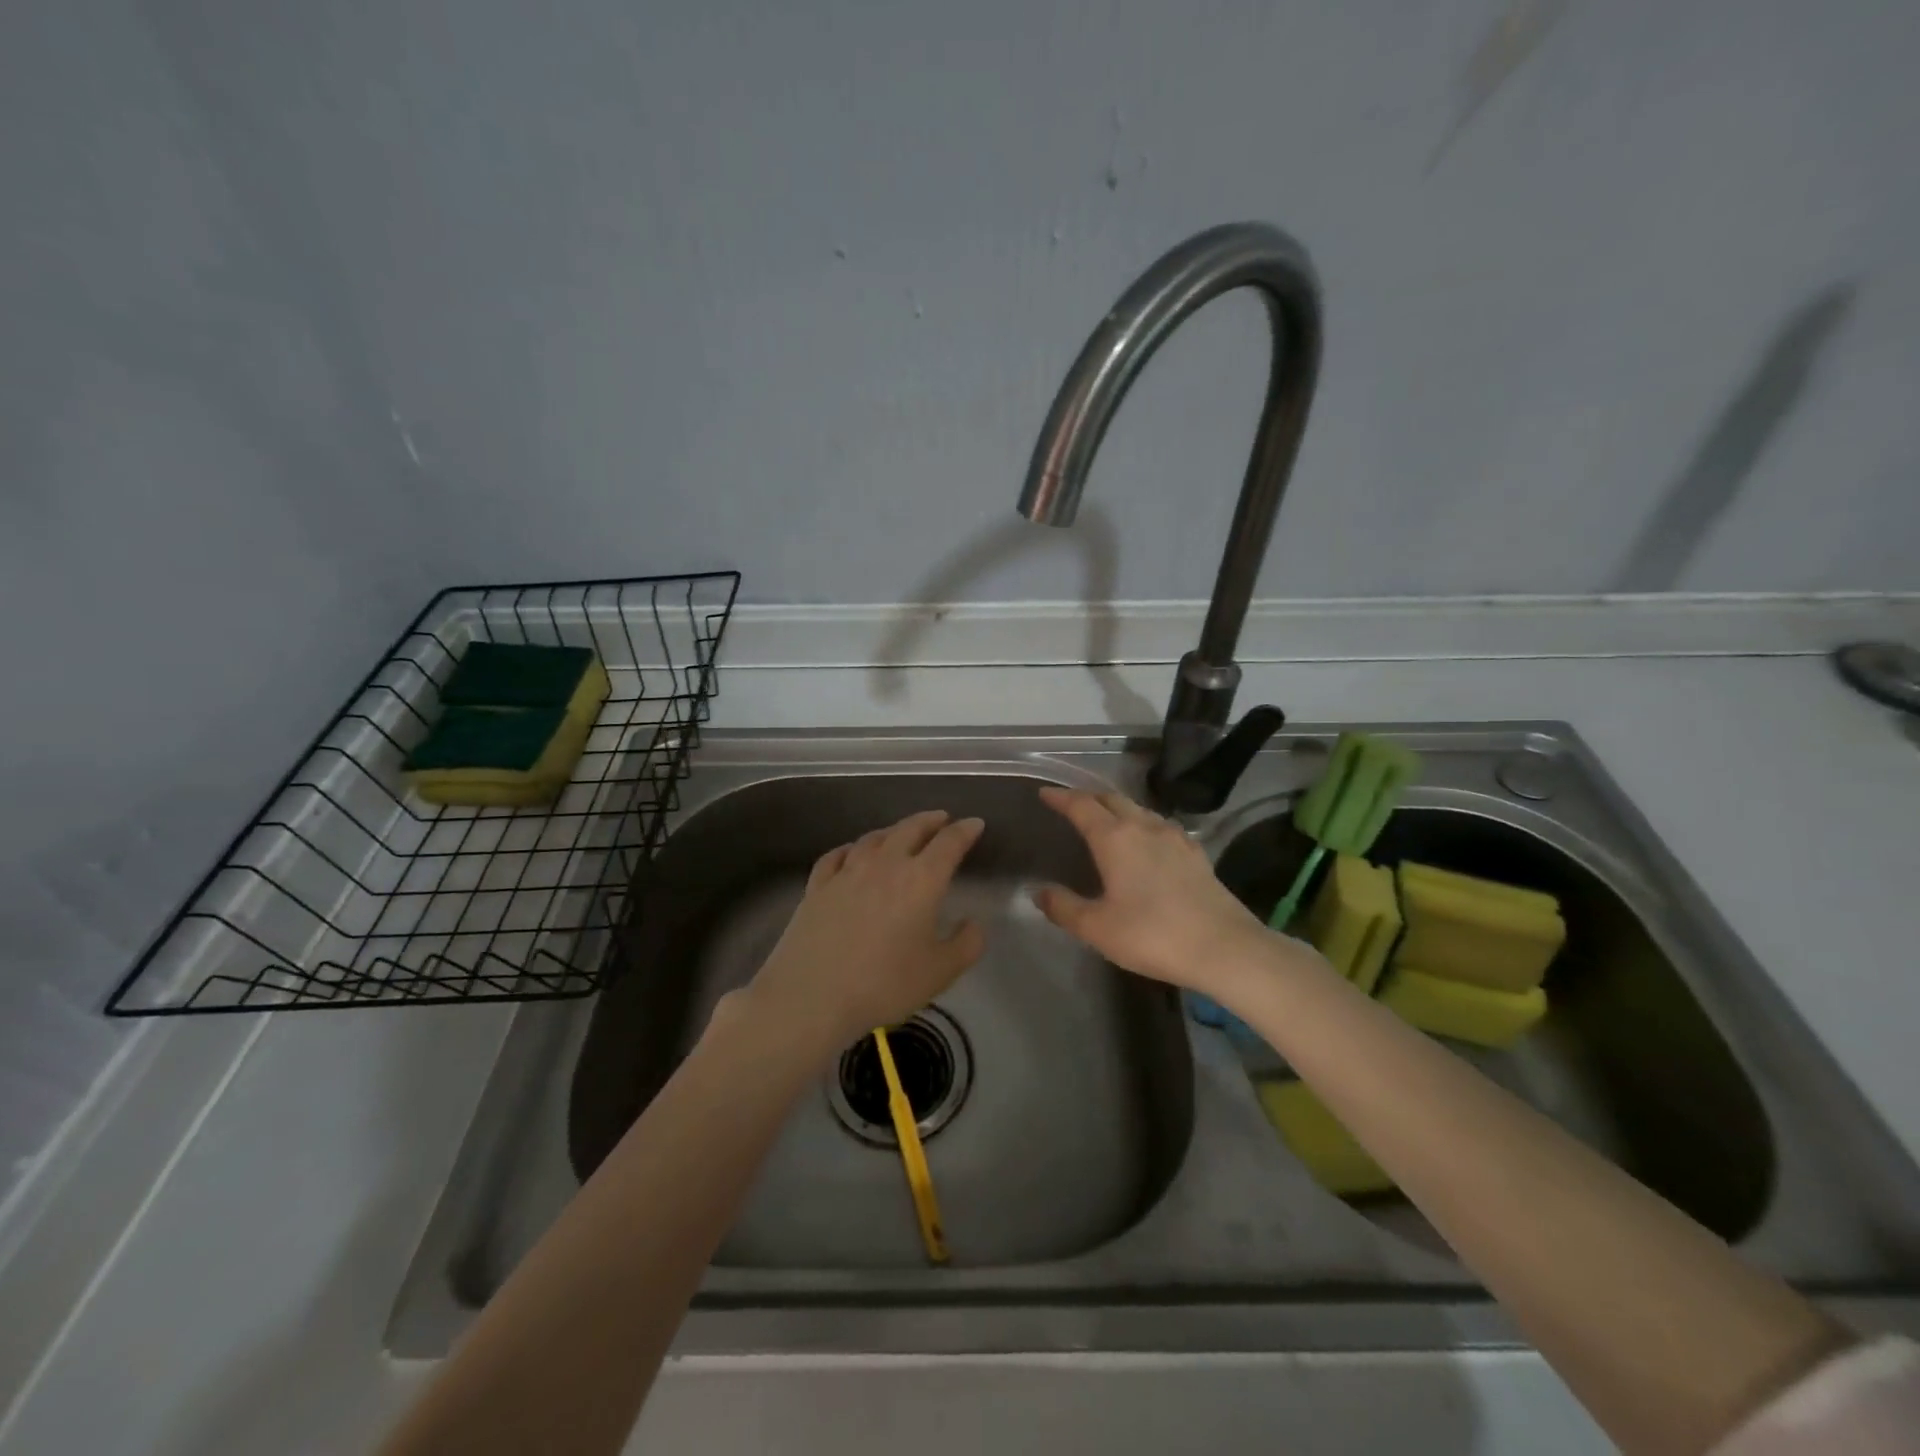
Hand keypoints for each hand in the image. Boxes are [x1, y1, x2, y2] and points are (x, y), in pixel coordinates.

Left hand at [740, 809, 986, 1055]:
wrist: (811, 996)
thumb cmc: (884, 984)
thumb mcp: (940, 972)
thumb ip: (966, 944)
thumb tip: (973, 924)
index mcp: (921, 880)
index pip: (949, 843)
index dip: (965, 831)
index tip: (975, 823)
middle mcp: (885, 865)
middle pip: (910, 829)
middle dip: (930, 821)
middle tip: (941, 819)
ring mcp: (846, 872)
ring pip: (874, 838)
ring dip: (893, 830)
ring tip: (902, 833)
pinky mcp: (817, 886)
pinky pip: (837, 855)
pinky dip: (851, 848)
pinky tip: (852, 853)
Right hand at [1033, 785, 1279, 998]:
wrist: (1225, 948)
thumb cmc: (1153, 935)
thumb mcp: (1098, 928)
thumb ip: (1064, 908)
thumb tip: (1039, 892)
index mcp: (1115, 838)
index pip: (1081, 806)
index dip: (1061, 797)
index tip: (1045, 793)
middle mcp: (1144, 827)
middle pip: (1112, 799)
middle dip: (1088, 797)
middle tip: (1071, 804)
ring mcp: (1175, 837)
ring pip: (1139, 809)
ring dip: (1117, 808)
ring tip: (1106, 819)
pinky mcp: (1196, 853)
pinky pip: (1161, 826)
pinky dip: (1143, 824)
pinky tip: (1147, 841)